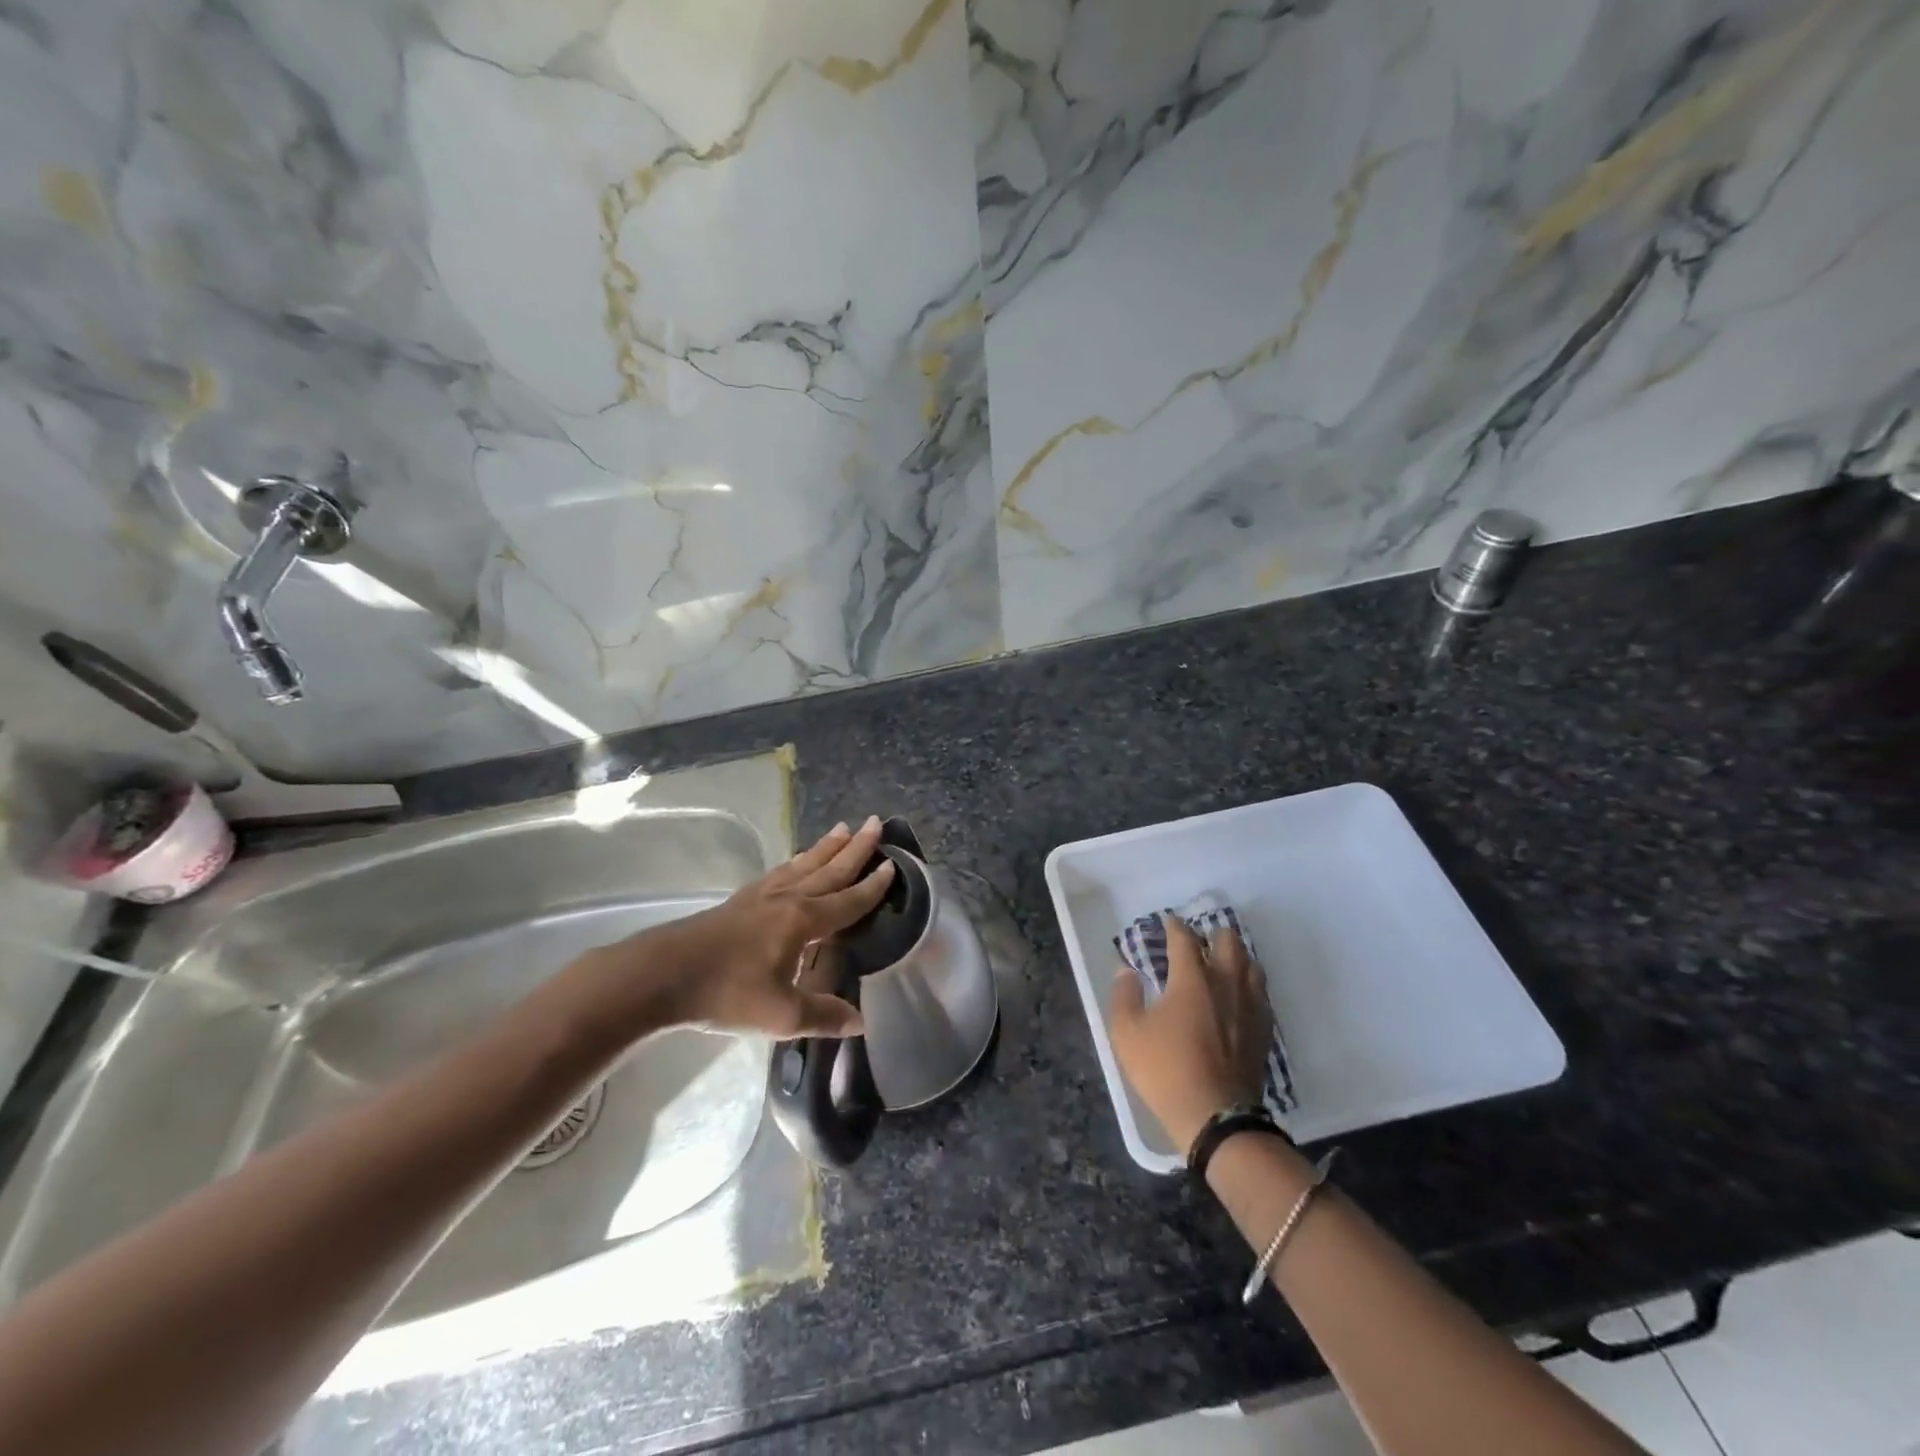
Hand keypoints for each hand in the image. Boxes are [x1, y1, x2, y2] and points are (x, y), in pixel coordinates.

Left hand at [604, 817, 894, 1038]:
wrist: (662, 975)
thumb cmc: (726, 993)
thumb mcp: (780, 1015)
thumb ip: (822, 1016)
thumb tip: (860, 1022)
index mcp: (802, 921)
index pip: (847, 901)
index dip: (872, 886)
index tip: (892, 864)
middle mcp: (787, 900)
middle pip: (828, 870)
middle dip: (855, 849)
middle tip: (875, 823)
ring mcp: (761, 896)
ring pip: (803, 865)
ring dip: (826, 848)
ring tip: (843, 829)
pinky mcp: (740, 901)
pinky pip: (780, 872)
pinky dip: (797, 862)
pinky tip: (796, 862)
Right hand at [1109, 915, 1271, 1155]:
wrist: (1217, 1117)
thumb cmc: (1166, 1069)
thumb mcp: (1127, 1033)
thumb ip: (1124, 995)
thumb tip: (1126, 970)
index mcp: (1192, 977)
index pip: (1184, 937)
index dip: (1174, 926)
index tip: (1167, 923)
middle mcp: (1226, 982)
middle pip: (1228, 941)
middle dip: (1212, 934)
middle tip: (1198, 942)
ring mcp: (1250, 1005)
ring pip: (1251, 964)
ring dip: (1236, 956)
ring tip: (1222, 963)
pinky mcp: (1264, 1029)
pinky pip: (1261, 993)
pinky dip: (1249, 984)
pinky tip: (1239, 996)